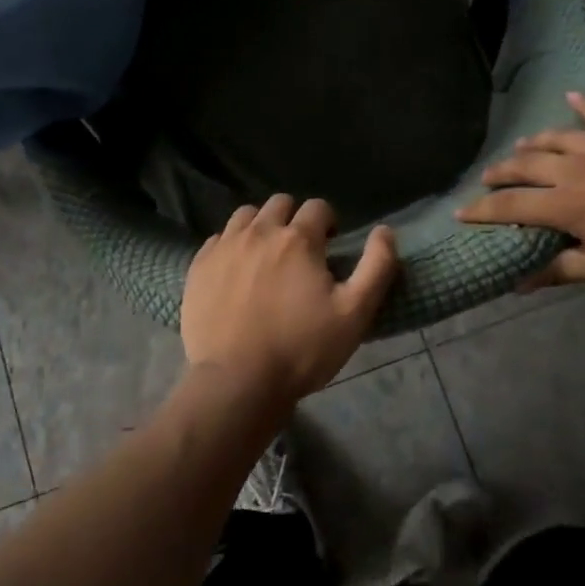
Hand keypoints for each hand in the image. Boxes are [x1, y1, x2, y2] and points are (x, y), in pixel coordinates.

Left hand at [181, 195, 399, 405]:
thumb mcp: (354, 314)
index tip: (329, 247)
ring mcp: (225, 247)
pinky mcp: (199, 266)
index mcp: (298, 239)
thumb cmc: (302, 349)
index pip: (318, 207)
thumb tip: (385, 230)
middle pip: (280, 203)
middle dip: (293, 218)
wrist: (237, 382)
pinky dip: (231, 246)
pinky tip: (236, 272)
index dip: (328, 223)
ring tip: (265, 257)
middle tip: (299, 252)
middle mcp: (259, 231)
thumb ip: (376, 267)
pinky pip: (218, 239)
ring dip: (260, 226)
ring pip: (246, 215)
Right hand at [457, 92, 584, 304]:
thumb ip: (560, 270)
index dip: (484, 210)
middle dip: (502, 173)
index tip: (461, 212)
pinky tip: (572, 97)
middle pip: (528, 165)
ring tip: (520, 149)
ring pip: (559, 138)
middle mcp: (581, 170)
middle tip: (486, 179)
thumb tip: (517, 283)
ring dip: (534, 143)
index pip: (513, 205)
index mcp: (570, 205)